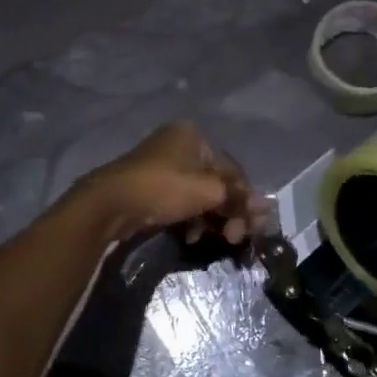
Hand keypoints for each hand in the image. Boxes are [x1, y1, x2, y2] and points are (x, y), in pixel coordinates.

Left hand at [75, 122, 267, 244]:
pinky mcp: (149, 188)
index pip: (232, 169)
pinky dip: (190, 219)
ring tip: (214, 239)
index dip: (246, 198)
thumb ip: (238, 198)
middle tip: (234, 238)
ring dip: (210, 219)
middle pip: (216, 182)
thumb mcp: (208, 192)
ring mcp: (162, 166)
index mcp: (194, 136)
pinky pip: (180, 202)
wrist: (109, 204)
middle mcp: (179, 145)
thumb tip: (267, 206)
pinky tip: (189, 237)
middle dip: (228, 212)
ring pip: (198, 195)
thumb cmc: (164, 188)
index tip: (252, 225)